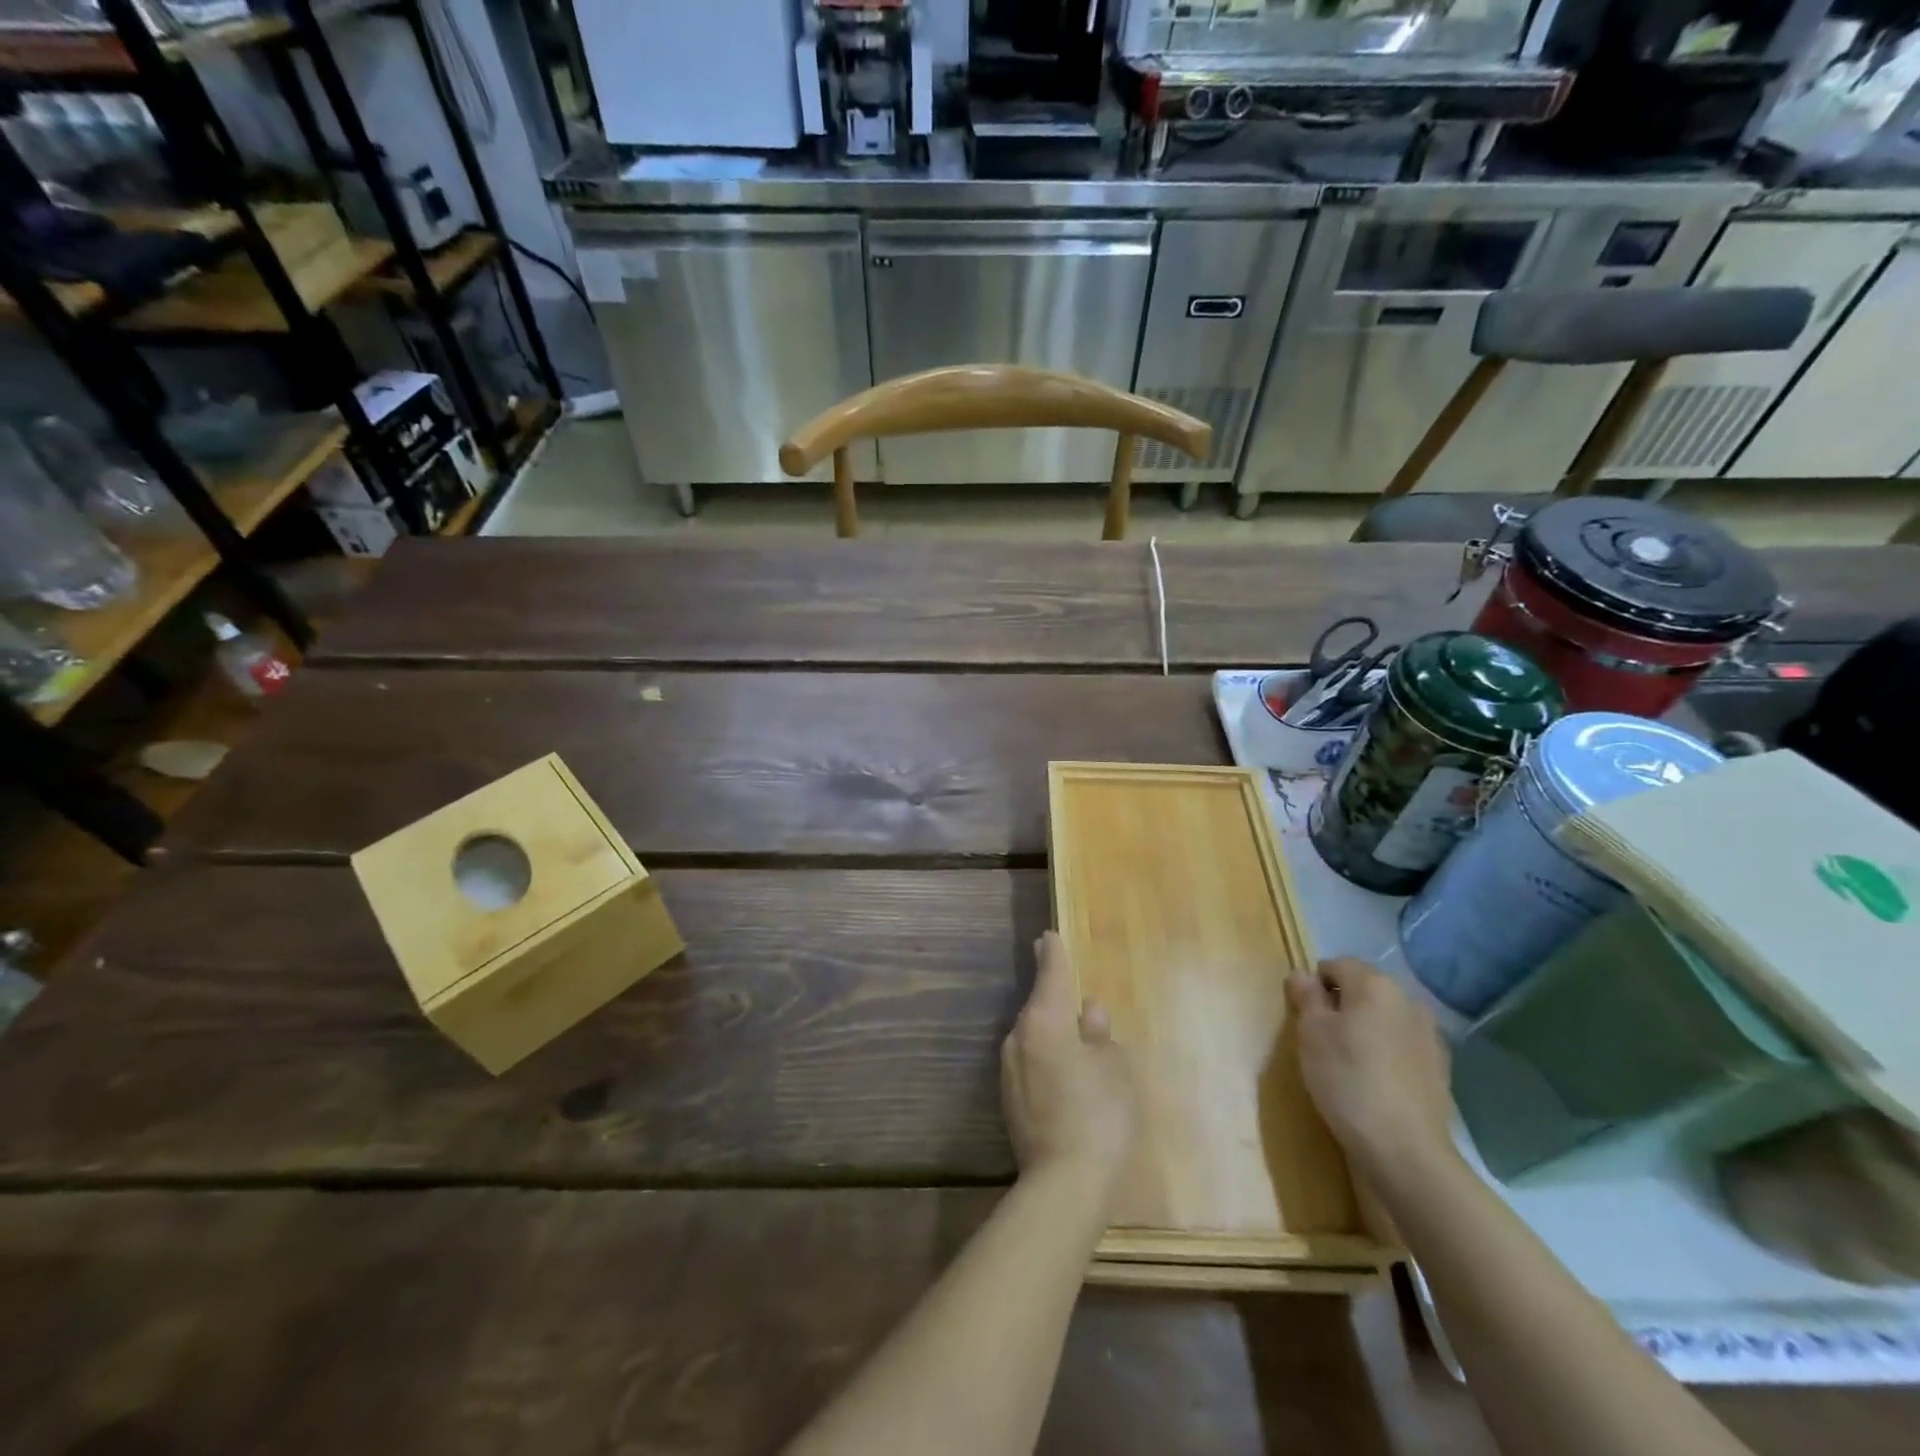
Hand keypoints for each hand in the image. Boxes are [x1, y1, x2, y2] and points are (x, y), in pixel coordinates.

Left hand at [1002, 933, 1136, 1195]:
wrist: (1064, 1184)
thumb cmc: (1099, 1115)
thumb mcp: (1114, 1068)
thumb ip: (1100, 1034)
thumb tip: (1088, 1011)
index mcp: (1044, 1020)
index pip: (1049, 974)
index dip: (1052, 953)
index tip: (1048, 936)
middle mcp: (1019, 1036)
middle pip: (1038, 1004)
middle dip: (1052, 994)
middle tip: (1067, 983)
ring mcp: (1009, 1069)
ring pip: (1033, 1035)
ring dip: (1051, 1030)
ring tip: (1077, 1036)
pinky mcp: (1010, 1098)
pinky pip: (1031, 1061)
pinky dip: (1047, 1056)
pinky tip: (1066, 1073)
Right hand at [1288, 957, 1456, 1177]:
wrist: (1405, 1151)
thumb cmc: (1347, 1081)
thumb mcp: (1311, 1034)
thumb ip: (1306, 997)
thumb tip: (1302, 974)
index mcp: (1375, 985)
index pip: (1336, 965)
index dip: (1314, 986)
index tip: (1304, 1017)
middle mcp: (1408, 1000)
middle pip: (1364, 989)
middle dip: (1341, 1006)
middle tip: (1320, 1039)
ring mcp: (1430, 1035)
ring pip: (1385, 1018)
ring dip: (1366, 1029)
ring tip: (1348, 1063)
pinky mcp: (1441, 1068)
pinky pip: (1402, 1046)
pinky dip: (1386, 1053)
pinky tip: (1375, 1082)